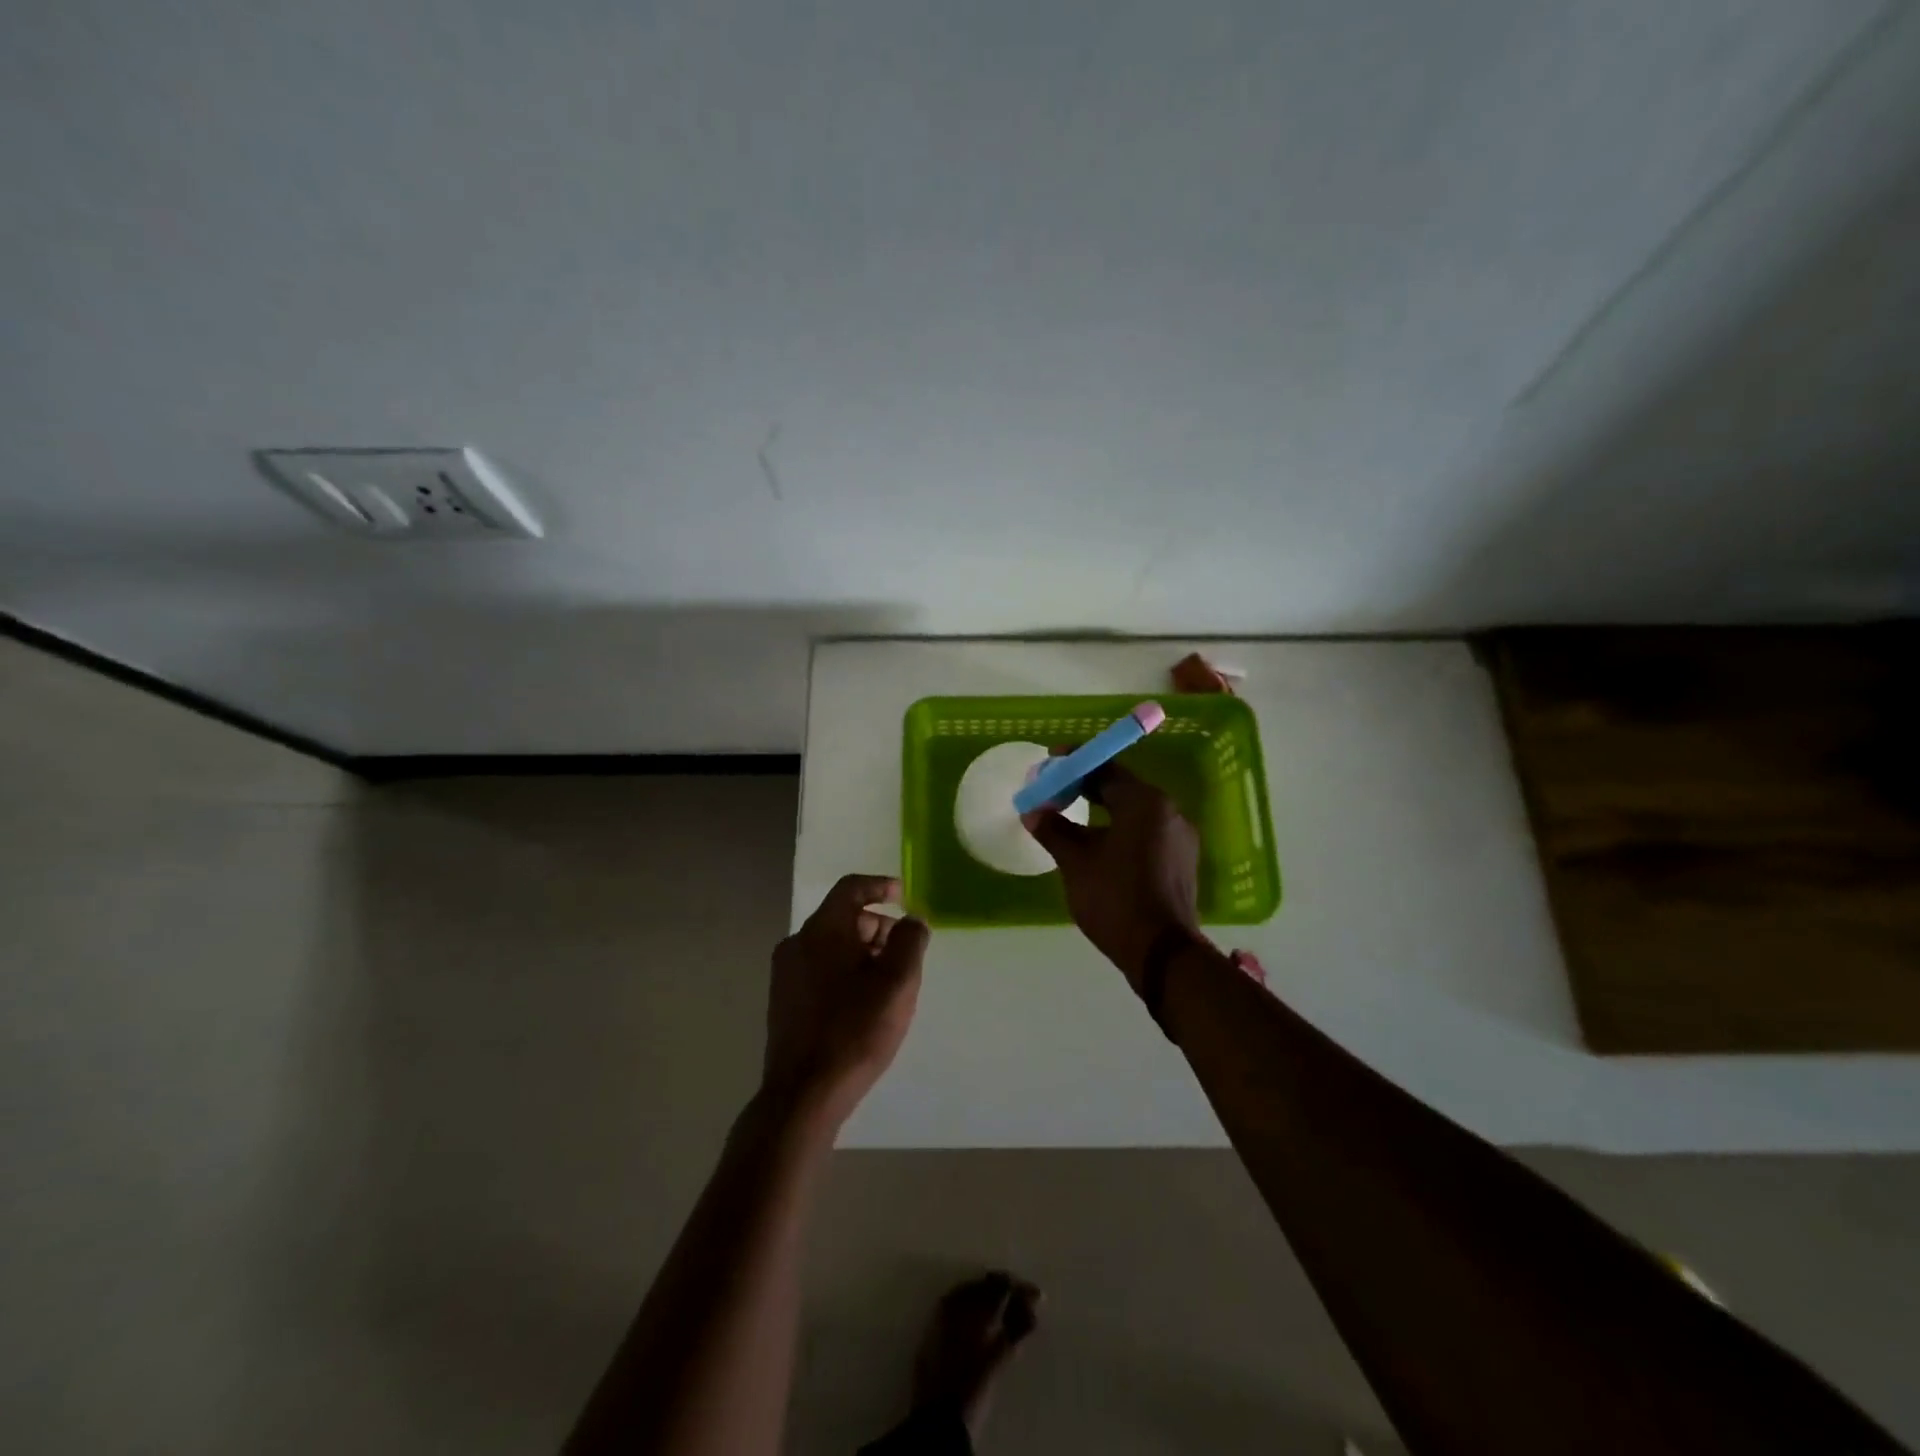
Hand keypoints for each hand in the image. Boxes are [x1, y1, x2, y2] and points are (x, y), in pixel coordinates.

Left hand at [763, 874, 928, 1129]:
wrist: (804, 1095)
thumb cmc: (855, 1031)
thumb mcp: (898, 982)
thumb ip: (910, 941)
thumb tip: (912, 919)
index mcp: (821, 930)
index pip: (851, 888)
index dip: (880, 886)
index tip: (903, 895)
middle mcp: (797, 944)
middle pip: (842, 918)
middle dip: (877, 927)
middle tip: (905, 951)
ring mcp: (785, 974)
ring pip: (831, 946)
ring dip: (863, 952)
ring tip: (890, 981)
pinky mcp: (784, 1002)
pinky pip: (820, 969)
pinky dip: (845, 971)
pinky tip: (864, 1002)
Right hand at [1022, 763, 1202, 989]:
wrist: (1162, 953)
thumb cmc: (1115, 898)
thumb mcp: (1076, 862)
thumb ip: (1053, 830)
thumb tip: (1033, 812)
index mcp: (1145, 802)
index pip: (1106, 769)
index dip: (1075, 765)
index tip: (1050, 764)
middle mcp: (1169, 812)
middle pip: (1122, 789)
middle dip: (1087, 788)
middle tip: (1055, 793)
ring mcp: (1180, 838)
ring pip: (1134, 813)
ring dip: (1103, 811)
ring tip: (1071, 820)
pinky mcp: (1181, 862)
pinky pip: (1146, 833)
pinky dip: (1120, 831)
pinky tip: (1099, 846)